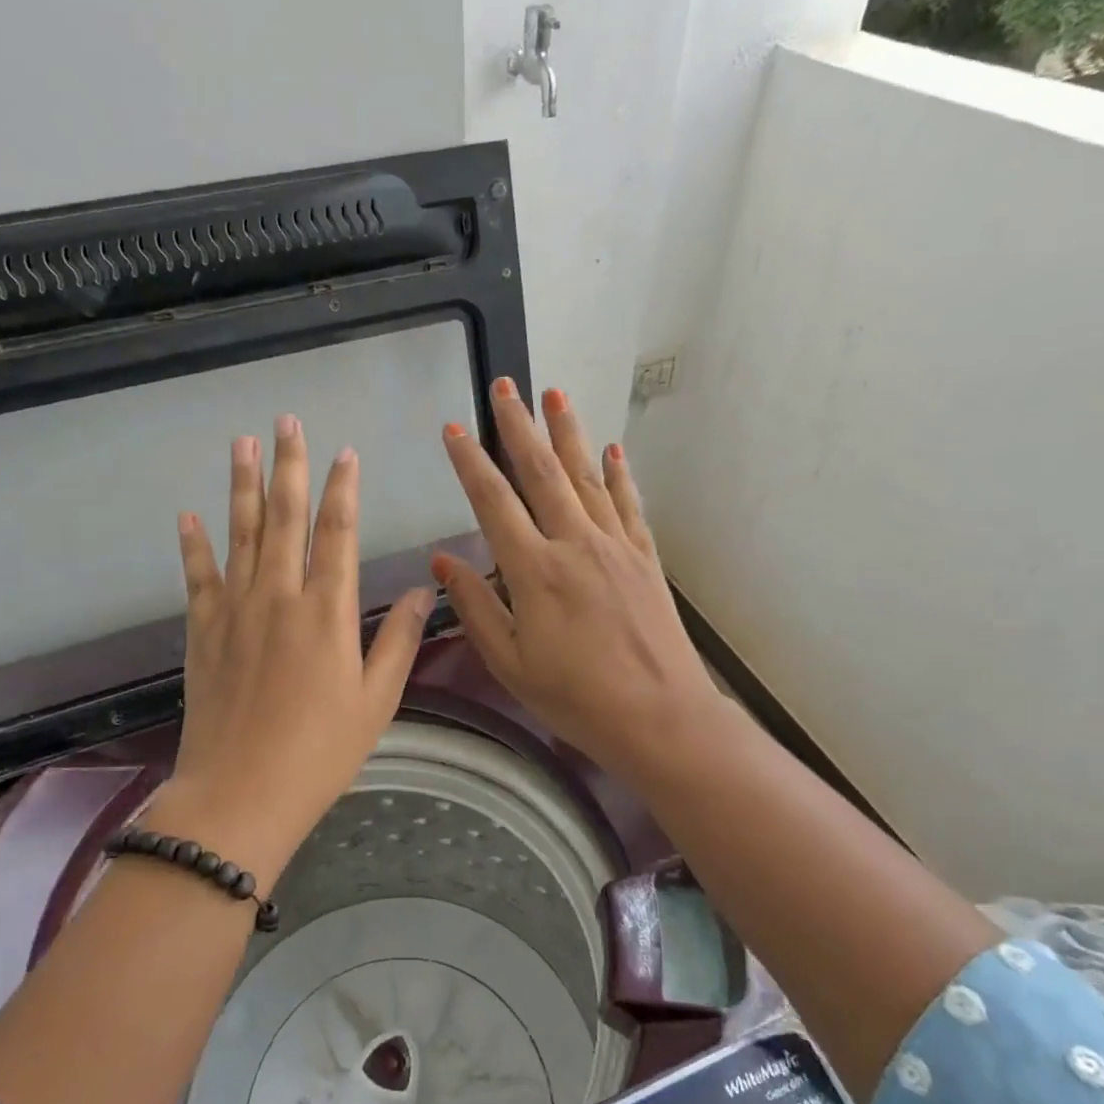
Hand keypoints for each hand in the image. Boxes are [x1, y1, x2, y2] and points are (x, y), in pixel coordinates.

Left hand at [170, 414, 433, 870]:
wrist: (241, 793)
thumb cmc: (321, 751)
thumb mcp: (377, 700)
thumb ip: (399, 639)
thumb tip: (425, 589)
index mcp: (328, 612)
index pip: (337, 534)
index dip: (342, 490)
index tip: (345, 453)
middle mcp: (279, 596)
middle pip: (284, 518)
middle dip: (289, 466)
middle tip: (286, 422)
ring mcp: (235, 611)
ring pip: (241, 534)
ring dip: (243, 487)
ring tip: (242, 445)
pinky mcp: (203, 632)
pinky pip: (198, 576)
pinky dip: (193, 545)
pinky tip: (189, 515)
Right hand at [433, 381, 721, 781]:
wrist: (660, 717)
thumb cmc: (575, 698)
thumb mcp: (510, 663)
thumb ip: (476, 607)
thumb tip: (443, 561)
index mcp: (534, 571)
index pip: (493, 502)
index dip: (469, 463)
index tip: (453, 429)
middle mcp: (575, 544)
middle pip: (541, 473)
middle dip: (519, 427)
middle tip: (506, 386)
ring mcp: (615, 546)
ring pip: (586, 477)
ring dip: (568, 434)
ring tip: (555, 395)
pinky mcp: (645, 558)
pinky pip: (628, 505)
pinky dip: (618, 474)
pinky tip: (611, 450)